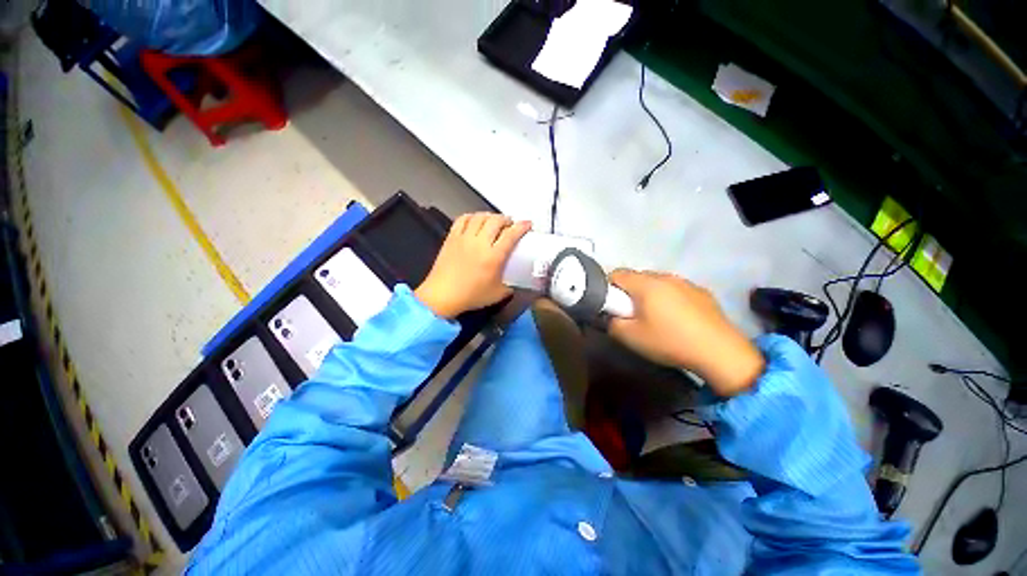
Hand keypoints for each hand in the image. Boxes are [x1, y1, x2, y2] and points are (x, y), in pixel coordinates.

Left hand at [415, 213, 530, 318]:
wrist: (441, 295)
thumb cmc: (470, 296)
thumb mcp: (497, 294)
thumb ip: (510, 286)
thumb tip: (516, 281)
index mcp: (493, 257)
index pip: (511, 234)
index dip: (522, 226)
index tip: (528, 224)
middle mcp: (480, 243)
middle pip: (496, 220)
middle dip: (506, 219)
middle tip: (510, 224)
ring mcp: (464, 238)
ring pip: (480, 217)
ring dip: (490, 216)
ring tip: (494, 221)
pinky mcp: (451, 237)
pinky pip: (463, 219)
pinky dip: (472, 216)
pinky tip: (475, 220)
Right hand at [607, 270, 764, 396]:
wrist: (716, 348)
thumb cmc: (670, 342)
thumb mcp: (632, 339)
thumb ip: (613, 323)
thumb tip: (611, 315)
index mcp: (646, 283)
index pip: (616, 274)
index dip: (608, 290)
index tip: (612, 311)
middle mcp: (666, 276)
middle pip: (639, 279)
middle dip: (631, 296)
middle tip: (634, 322)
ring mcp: (686, 282)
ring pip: (660, 285)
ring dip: (653, 299)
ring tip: (659, 325)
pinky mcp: (702, 292)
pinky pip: (678, 293)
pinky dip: (673, 304)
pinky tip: (680, 325)